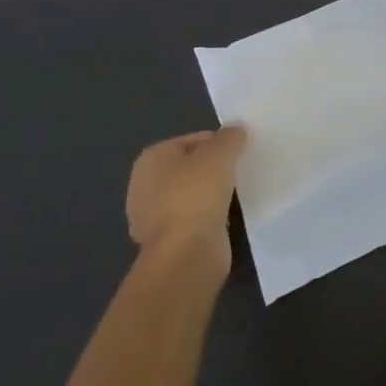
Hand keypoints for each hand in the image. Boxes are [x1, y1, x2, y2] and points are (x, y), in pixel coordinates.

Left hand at [125, 127, 246, 276]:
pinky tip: (226, 216)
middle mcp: (144, 185)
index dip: (219, 143)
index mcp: (151, 159)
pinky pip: (193, 218)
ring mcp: (152, 216)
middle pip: (191, 167)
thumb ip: (230, 137)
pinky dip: (208, 216)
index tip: (240, 154)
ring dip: (212, 193)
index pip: (193, 140)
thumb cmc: (196, 195)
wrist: (185, 255)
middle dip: (214, 168)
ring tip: (237, 193)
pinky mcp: (166, 240)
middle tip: (240, 171)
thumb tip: (235, 130)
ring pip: (192, 193)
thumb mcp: (220, 155)